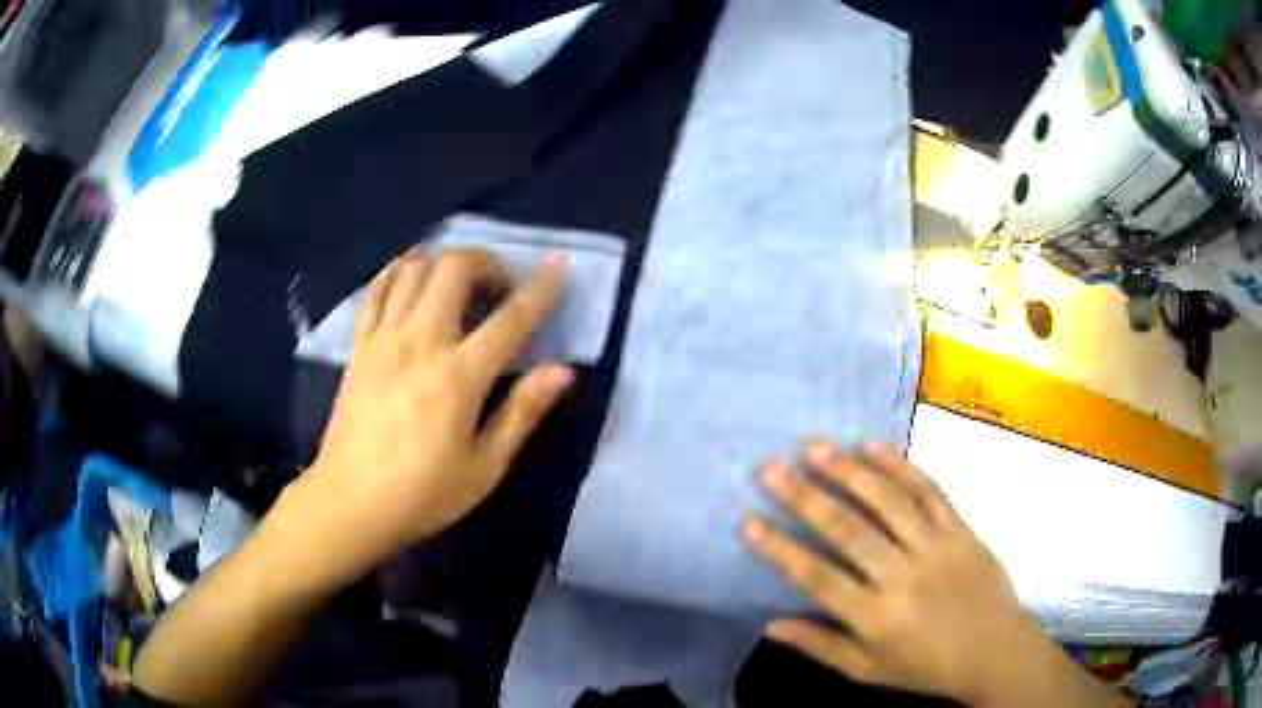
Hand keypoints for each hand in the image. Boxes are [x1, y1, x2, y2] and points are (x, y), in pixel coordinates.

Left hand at [294, 248, 573, 579]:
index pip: (510, 317)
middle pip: (454, 269)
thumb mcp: (484, 468)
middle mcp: (420, 342)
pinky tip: (411, 278)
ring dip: (444, 261)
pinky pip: (376, 289)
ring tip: (459, 282)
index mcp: (459, 376)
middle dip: (487, 262)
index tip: (558, 266)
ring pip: (414, 268)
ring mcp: (383, 339)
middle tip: (500, 287)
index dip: (541, 288)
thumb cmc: (422, 494)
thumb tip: (563, 371)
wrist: (350, 502)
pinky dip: (398, 272)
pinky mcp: (359, 345)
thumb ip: (522, 413)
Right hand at [743, 442, 1114, 705]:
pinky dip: (901, 466)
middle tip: (771, 467)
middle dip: (805, 497)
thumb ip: (821, 646)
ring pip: (889, 502)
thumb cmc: (926, 668)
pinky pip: (930, 491)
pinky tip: (874, 446)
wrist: (995, 651)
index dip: (780, 549)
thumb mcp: (868, 671)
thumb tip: (770, 624)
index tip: (749, 520)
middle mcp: (903, 576)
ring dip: (850, 471)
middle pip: (848, 531)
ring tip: (815, 446)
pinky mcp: (961, 529)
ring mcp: (936, 547)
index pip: (817, 578)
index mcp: (876, 617)